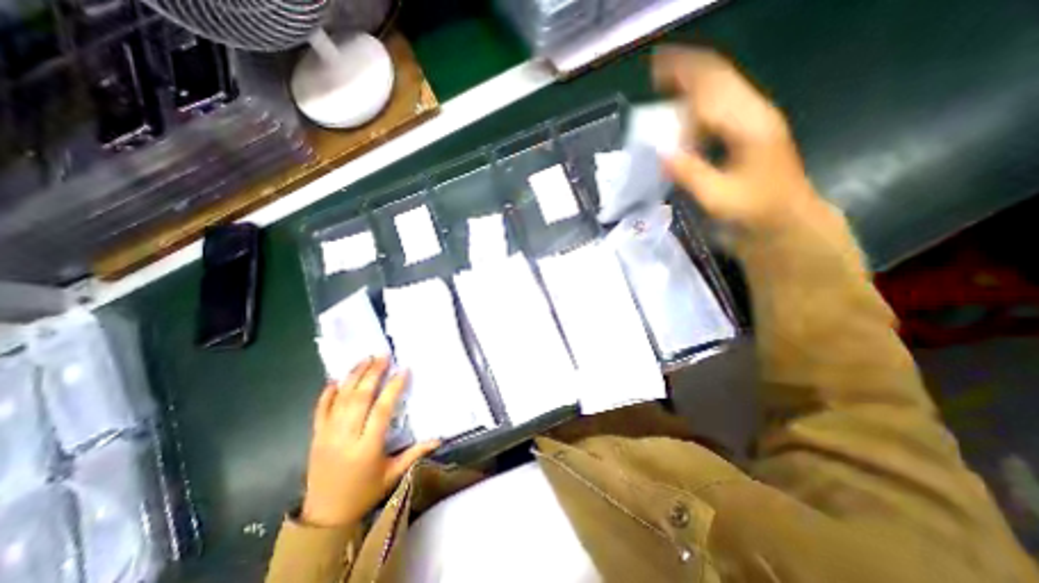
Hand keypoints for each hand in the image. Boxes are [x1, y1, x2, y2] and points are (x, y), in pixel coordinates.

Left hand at [306, 355, 441, 526]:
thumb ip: (416, 453)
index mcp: (367, 447)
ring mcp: (327, 435)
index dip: (393, 388)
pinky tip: (337, 379)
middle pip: (359, 398)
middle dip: (372, 373)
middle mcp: (345, 437)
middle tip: (383, 356)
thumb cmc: (365, 492)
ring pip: (340, 399)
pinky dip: (327, 393)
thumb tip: (440, 438)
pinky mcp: (315, 436)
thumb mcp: (393, 474)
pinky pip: (320, 410)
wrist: (324, 517)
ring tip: (365, 358)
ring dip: (353, 376)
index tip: (403, 370)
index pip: (381, 410)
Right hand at [647, 47, 827, 231]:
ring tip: (665, 87)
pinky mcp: (750, 131)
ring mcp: (754, 120)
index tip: (656, 67)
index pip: (713, 88)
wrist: (785, 221)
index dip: (684, 73)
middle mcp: (754, 114)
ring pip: (721, 89)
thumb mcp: (719, 198)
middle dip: (687, 71)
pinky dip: (698, 105)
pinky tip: (683, 114)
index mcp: (749, 125)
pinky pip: (721, 107)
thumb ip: (690, 174)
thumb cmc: (755, 211)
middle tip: (656, 72)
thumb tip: (661, 154)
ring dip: (692, 85)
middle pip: (719, 79)